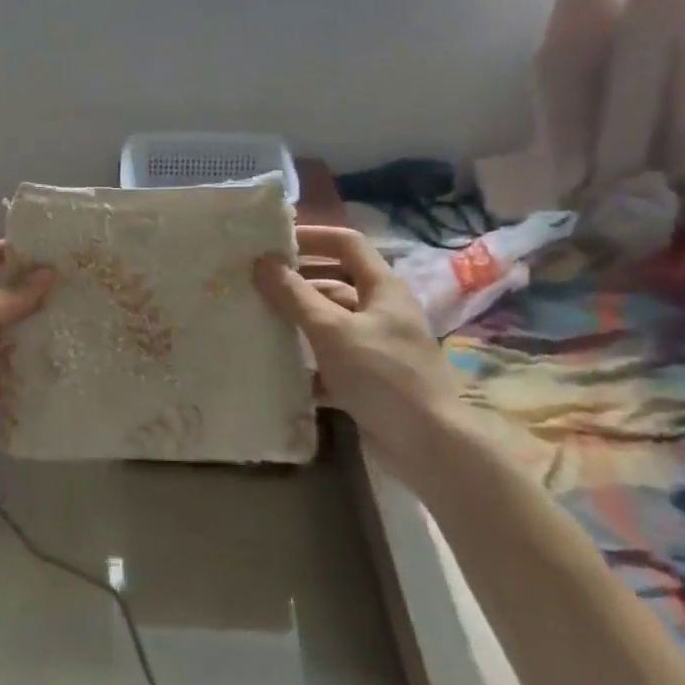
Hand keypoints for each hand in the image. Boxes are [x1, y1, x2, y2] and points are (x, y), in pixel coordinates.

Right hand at [254, 225, 461, 480]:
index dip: (313, 237)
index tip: (274, 242)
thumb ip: (295, 295)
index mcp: (383, 289)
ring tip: (258, 322)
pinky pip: (332, 360)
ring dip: (298, 322)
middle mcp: (382, 312)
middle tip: (255, 285)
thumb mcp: (331, 330)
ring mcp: (378, 348)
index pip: (347, 244)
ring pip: (331, 324)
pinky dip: (307, 361)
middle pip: (335, 284)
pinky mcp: (370, 381)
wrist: (430, 448)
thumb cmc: (382, 375)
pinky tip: (278, 367)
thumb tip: (262, 262)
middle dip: (297, 283)